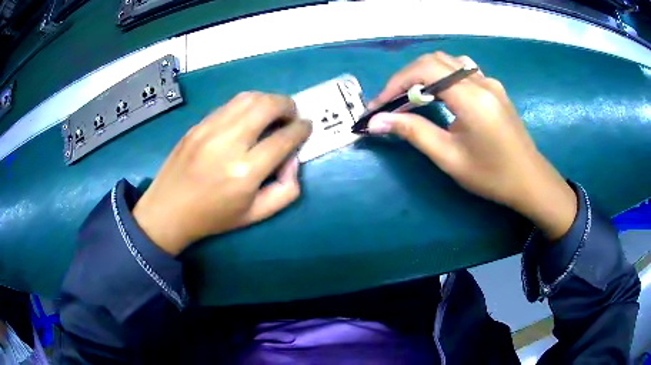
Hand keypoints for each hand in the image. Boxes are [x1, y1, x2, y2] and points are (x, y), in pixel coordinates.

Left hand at [133, 92, 311, 254]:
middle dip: (288, 105)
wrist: (167, 210)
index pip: (284, 138)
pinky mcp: (198, 124)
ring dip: (269, 100)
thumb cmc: (213, 217)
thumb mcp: (255, 215)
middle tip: (291, 116)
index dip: (301, 129)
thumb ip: (286, 190)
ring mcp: (209, 129)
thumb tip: (293, 159)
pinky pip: (230, 104)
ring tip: (273, 112)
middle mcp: (228, 143)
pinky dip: (248, 104)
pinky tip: (249, 117)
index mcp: (245, 172)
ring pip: (248, 98)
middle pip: (267, 106)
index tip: (306, 127)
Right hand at [368, 52, 576, 239]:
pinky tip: (440, 94)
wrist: (529, 180)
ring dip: (424, 74)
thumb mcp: (450, 157)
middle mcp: (481, 81)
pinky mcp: (494, 87)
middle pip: (434, 60)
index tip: (379, 105)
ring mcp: (490, 82)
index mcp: (472, 98)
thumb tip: (377, 121)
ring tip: (413, 97)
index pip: (425, 70)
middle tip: (392, 102)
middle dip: (407, 77)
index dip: (396, 82)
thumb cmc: (492, 176)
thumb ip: (414, 132)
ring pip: (448, 61)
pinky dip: (442, 76)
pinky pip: (462, 70)